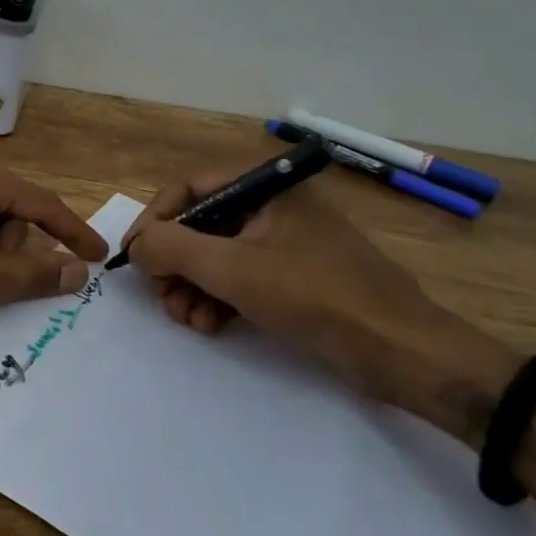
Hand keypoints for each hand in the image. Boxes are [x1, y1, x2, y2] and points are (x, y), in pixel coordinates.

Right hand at [123, 163, 535, 494]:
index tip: (133, 258)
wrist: (402, 350)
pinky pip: (242, 276)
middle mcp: (273, 204)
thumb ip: (172, 248)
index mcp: (264, 185)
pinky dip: (220, 298)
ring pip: (218, 255)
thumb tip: (135, 245)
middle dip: (175, 264)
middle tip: (163, 299)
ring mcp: (286, 241)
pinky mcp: (296, 275)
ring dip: (193, 287)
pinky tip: (211, 326)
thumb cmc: (314, 295)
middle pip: (201, 224)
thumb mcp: (231, 269)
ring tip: (188, 320)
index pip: (188, 189)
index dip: (154, 221)